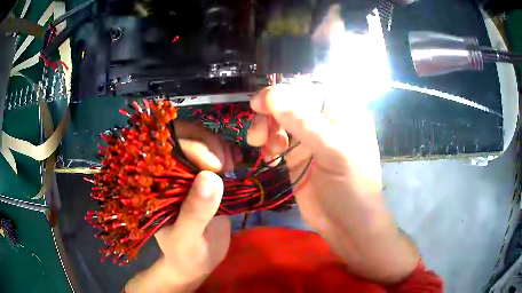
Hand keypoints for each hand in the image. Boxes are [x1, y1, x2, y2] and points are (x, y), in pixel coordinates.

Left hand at [126, 122, 240, 292]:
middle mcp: (172, 173)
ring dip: (222, 149)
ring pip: (204, 143)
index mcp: (157, 184)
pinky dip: (230, 154)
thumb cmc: (185, 254)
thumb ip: (194, 212)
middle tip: (226, 166)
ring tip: (233, 167)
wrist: (198, 262)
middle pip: (187, 138)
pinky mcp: (208, 179)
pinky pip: (219, 155)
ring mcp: (191, 174)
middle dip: (209, 144)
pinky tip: (237, 164)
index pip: (167, 147)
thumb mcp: (186, 239)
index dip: (193, 147)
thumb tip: (211, 177)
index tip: (216, 167)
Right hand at [248, 84, 419, 283]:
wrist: (348, 226)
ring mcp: (310, 139)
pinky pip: (276, 140)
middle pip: (291, 102)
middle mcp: (325, 120)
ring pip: (280, 120)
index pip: (310, 88)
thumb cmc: (353, 188)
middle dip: (271, 112)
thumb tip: (273, 94)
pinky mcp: (297, 156)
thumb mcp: (334, 154)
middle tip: (257, 128)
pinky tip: (269, 157)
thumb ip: (305, 123)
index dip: (285, 90)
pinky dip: (268, 144)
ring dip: (266, 128)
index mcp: (343, 112)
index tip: (261, 102)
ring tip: (260, 144)